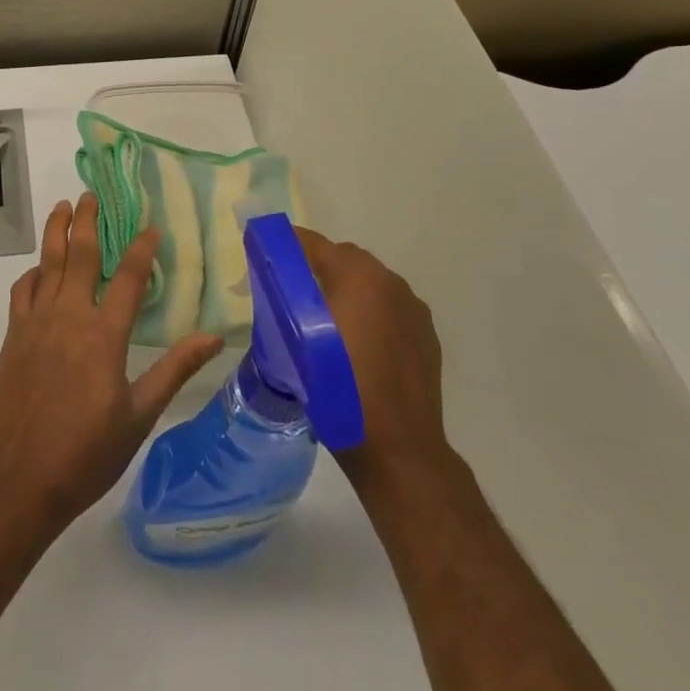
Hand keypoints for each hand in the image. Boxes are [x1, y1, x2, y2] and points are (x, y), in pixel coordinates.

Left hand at [0, 194, 223, 538]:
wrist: (14, 480)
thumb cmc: (84, 453)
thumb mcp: (139, 416)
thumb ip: (174, 370)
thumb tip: (213, 336)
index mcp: (103, 335)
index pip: (127, 277)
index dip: (141, 248)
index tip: (151, 226)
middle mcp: (68, 317)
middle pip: (79, 256)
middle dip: (88, 221)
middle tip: (92, 194)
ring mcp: (35, 325)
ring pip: (46, 265)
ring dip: (55, 233)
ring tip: (62, 207)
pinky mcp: (12, 338)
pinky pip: (22, 292)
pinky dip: (32, 273)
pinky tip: (38, 270)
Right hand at [296, 228, 451, 496]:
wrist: (398, 446)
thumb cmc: (340, 390)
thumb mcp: (298, 341)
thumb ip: (287, 298)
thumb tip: (275, 273)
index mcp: (359, 277)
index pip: (314, 244)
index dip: (286, 243)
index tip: (263, 251)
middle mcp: (391, 283)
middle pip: (345, 258)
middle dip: (317, 267)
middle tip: (291, 292)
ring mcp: (413, 310)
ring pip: (370, 283)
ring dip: (346, 290)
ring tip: (323, 321)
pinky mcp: (426, 335)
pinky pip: (389, 308)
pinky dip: (370, 312)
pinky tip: (355, 344)